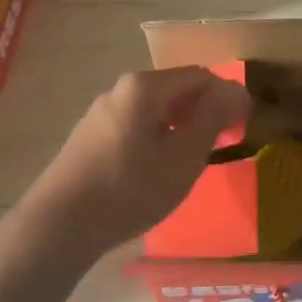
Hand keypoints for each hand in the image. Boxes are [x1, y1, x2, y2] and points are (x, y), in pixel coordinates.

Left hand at [14, 67, 251, 259]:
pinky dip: (157, 136)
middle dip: (204, 111)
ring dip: (181, 125)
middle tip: (222, 143)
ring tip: (192, 159)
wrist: (58, 226)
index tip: (243, 127)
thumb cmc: (130, 189)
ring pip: (155, 108)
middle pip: (176, 89)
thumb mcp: (183, 156)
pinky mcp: (89, 135)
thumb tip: (234, 91)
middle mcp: (122, 89)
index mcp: (146, 86)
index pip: (201, 76)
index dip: (228, 97)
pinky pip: (135, 124)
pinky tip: (157, 168)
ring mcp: (101, 111)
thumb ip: (212, 119)